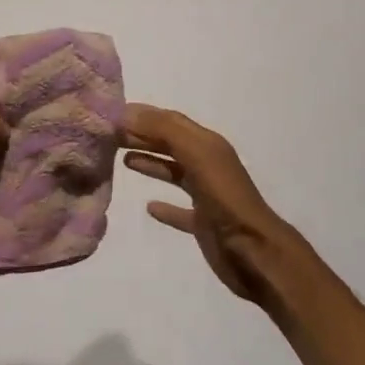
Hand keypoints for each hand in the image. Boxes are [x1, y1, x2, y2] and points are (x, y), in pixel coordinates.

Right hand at [122, 103, 306, 305]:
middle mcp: (208, 164)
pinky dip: (165, 207)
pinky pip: (180, 210)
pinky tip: (150, 208)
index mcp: (208, 145)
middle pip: (171, 144)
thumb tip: (128, 112)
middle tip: (110, 135)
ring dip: (152, 163)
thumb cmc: (225, 198)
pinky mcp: (204, 223)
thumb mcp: (197, 155)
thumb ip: (165, 131)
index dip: (144, 115)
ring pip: (174, 172)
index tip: (112, 115)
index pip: (171, 121)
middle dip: (143, 136)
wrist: (254, 251)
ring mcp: (207, 195)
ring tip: (124, 159)